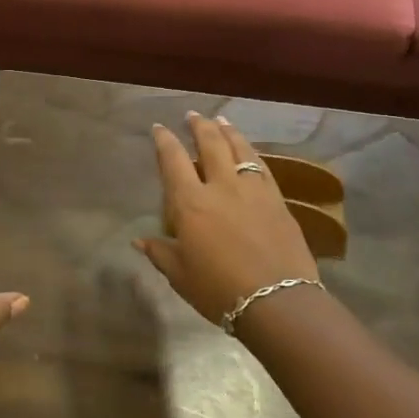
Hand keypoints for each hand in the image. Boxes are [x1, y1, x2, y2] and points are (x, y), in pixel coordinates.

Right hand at [135, 112, 319, 324]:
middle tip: (193, 115)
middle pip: (210, 144)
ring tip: (222, 121)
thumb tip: (139, 241)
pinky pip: (262, 166)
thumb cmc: (219, 290)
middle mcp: (221, 187)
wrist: (278, 302)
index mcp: (190, 203)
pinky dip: (251, 152)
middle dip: (199, 126)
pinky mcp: (278, 200)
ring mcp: (253, 190)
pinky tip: (249, 152)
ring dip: (228, 131)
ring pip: (240, 149)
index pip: (173, 161)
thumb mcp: (180, 275)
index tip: (159, 128)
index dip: (164, 141)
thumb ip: (160, 252)